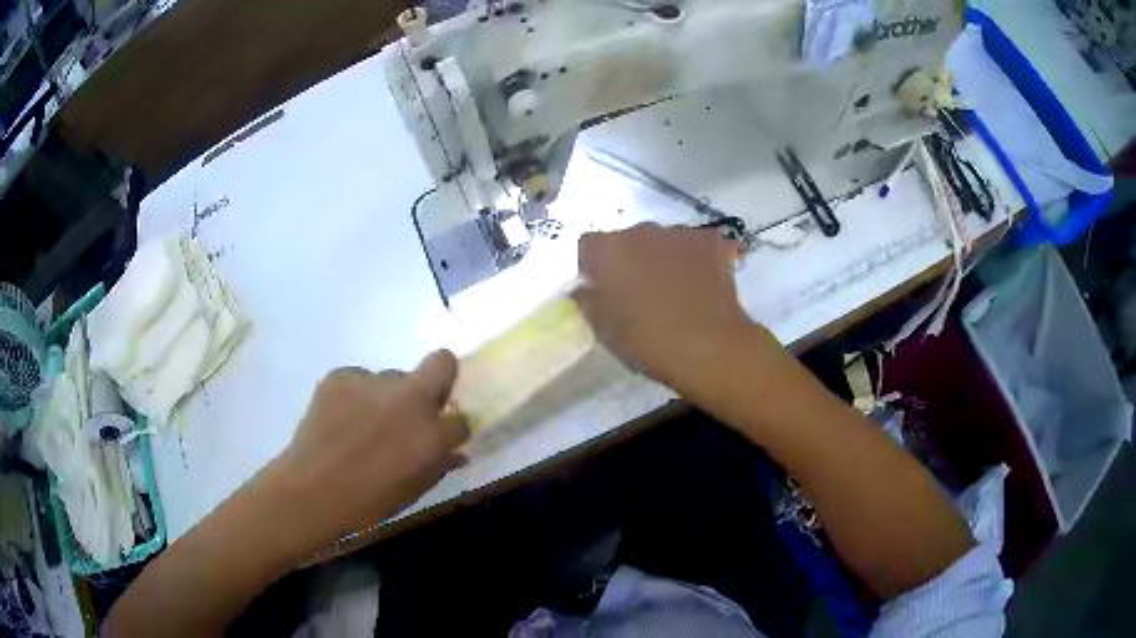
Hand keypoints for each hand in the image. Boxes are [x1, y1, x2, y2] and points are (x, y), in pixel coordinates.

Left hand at [262, 350, 469, 561]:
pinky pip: (359, 379)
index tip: (439, 436)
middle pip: (442, 362)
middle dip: (439, 379)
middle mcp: (409, 398)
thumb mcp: (414, 490)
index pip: (461, 418)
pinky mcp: (341, 375)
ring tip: (363, 424)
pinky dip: (356, 395)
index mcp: (432, 434)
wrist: (311, 491)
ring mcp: (373, 381)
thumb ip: (439, 465)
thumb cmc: (368, 502)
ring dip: (388, 397)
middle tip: (418, 405)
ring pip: (392, 378)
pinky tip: (340, 419)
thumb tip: (454, 451)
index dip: (451, 428)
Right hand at [573, 224, 752, 390]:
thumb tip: (585, 287)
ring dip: (662, 258)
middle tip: (639, 292)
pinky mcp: (711, 241)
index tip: (601, 289)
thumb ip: (588, 300)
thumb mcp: (604, 329)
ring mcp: (679, 233)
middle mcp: (641, 231)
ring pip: (662, 241)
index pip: (589, 246)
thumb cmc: (649, 342)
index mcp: (608, 250)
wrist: (709, 347)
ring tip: (675, 290)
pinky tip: (702, 282)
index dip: (593, 267)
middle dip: (630, 260)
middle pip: (628, 240)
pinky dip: (695, 258)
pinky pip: (695, 244)